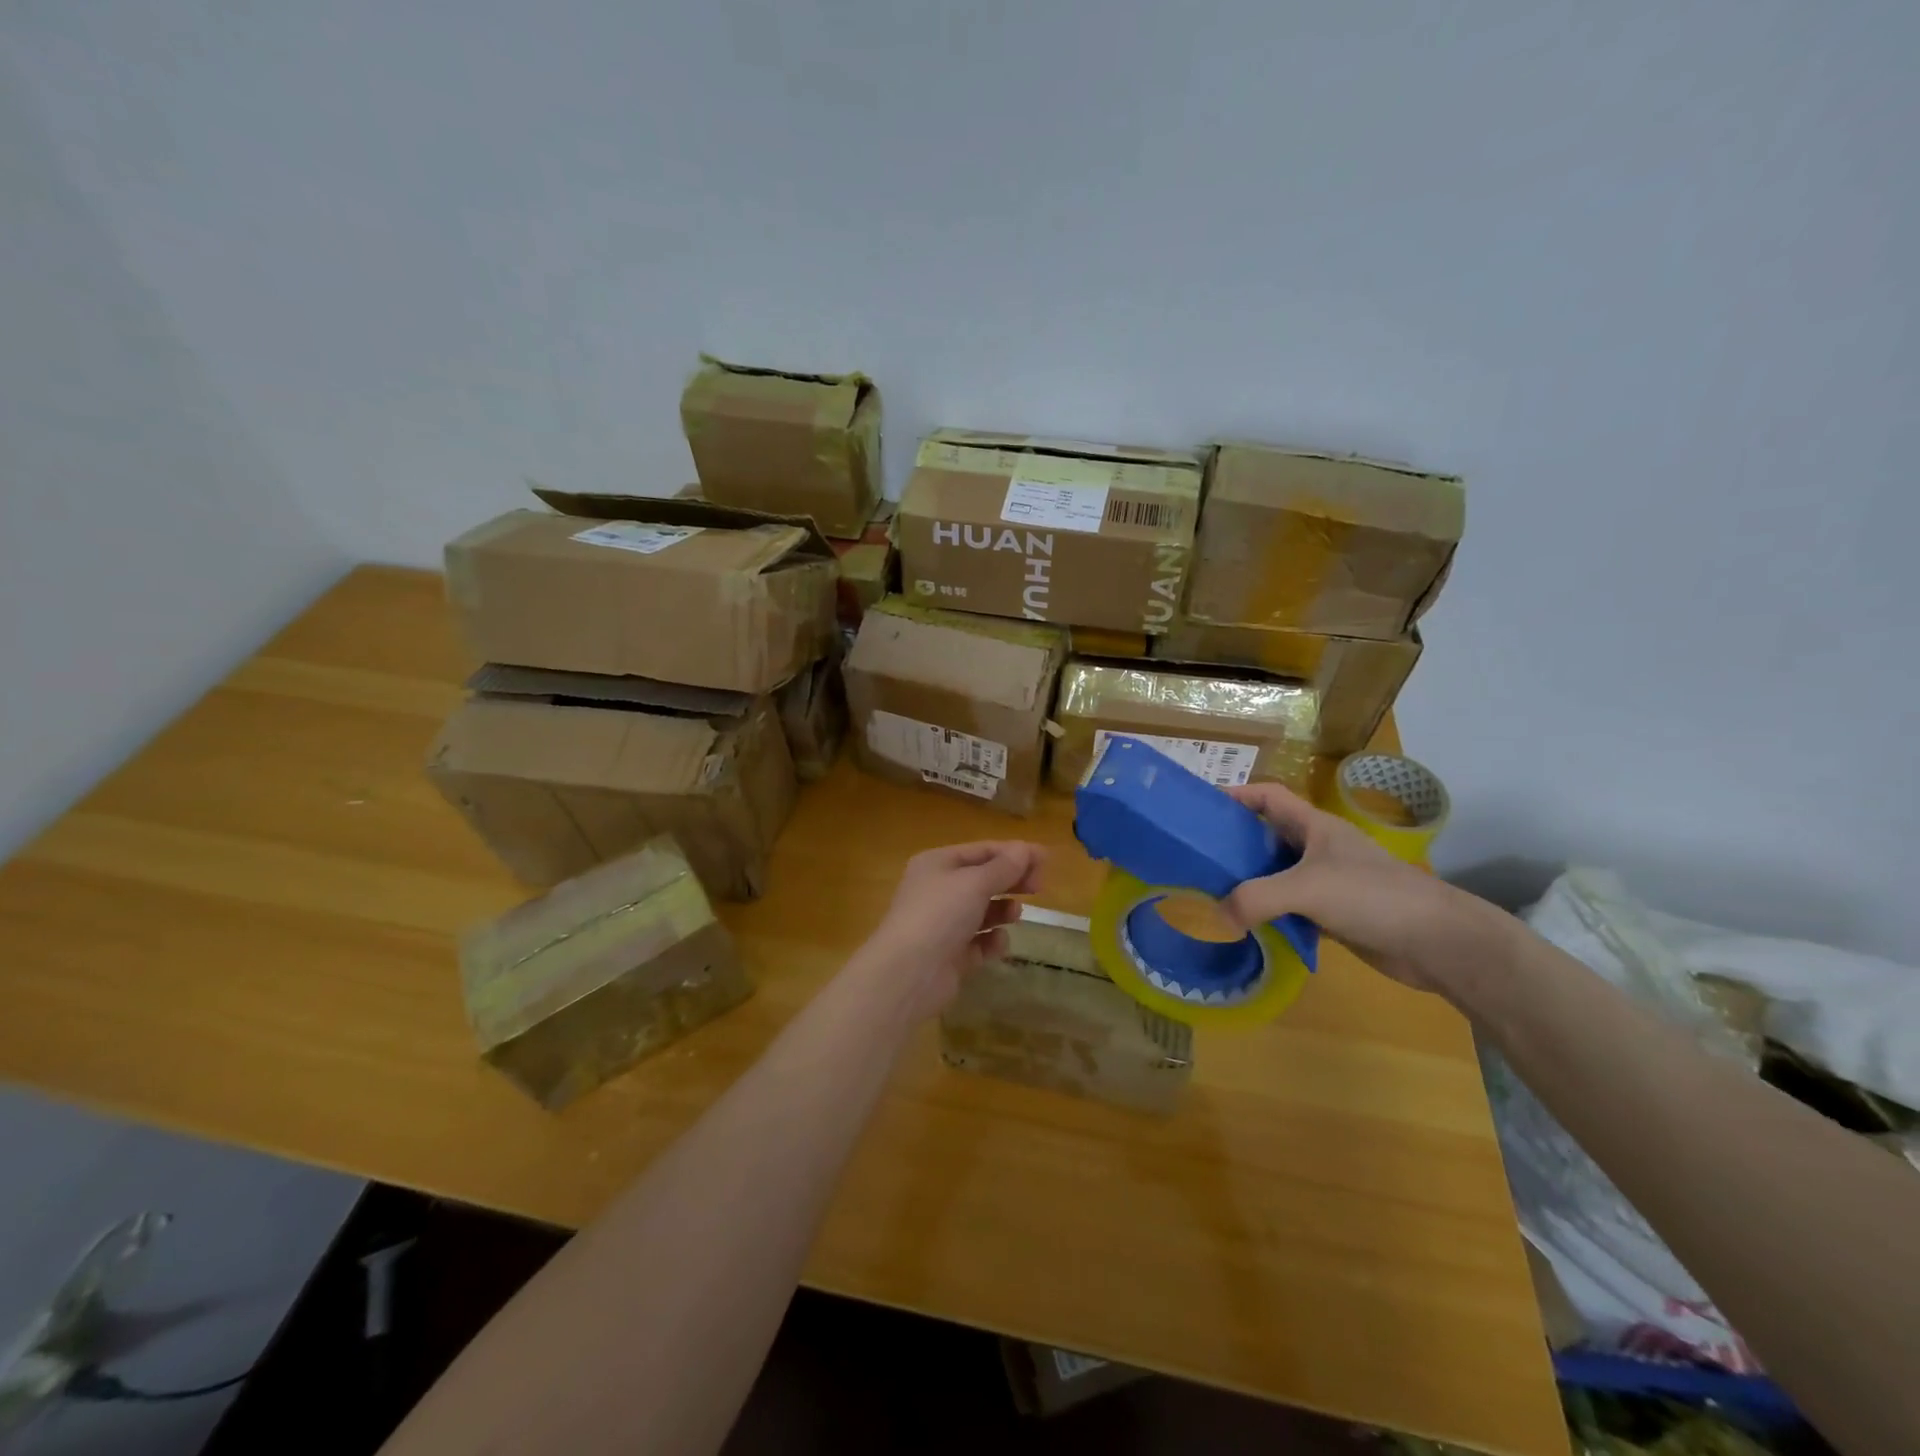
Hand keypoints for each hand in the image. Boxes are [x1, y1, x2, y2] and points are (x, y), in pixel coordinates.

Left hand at [861, 842, 1044, 1018]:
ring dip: (1002, 910)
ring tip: (1016, 913)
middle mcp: (938, 890)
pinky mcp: (950, 955)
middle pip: (983, 879)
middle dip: (1011, 881)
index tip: (1045, 859)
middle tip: (1038, 887)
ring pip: (982, 911)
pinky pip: (978, 942)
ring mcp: (942, 924)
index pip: (981, 851)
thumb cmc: (940, 914)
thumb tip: (1025, 849)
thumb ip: (1004, 867)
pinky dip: (991, 941)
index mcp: (937, 864)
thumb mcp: (975, 883)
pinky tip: (997, 942)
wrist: (908, 973)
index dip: (1014, 853)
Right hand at [1224, 782, 1507, 996]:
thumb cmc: (1373, 897)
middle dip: (1233, 843)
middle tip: (1197, 857)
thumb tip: (1218, 915)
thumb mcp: (1306, 888)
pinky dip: (1268, 914)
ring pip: (1276, 875)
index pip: (1268, 797)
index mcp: (1314, 827)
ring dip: (1249, 883)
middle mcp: (1318, 849)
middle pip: (1266, 836)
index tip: (1200, 808)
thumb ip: (1256, 898)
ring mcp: (1327, 882)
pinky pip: (1290, 908)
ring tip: (1212, 892)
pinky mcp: (1333, 914)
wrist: (1438, 942)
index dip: (1236, 795)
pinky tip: (1248, 926)